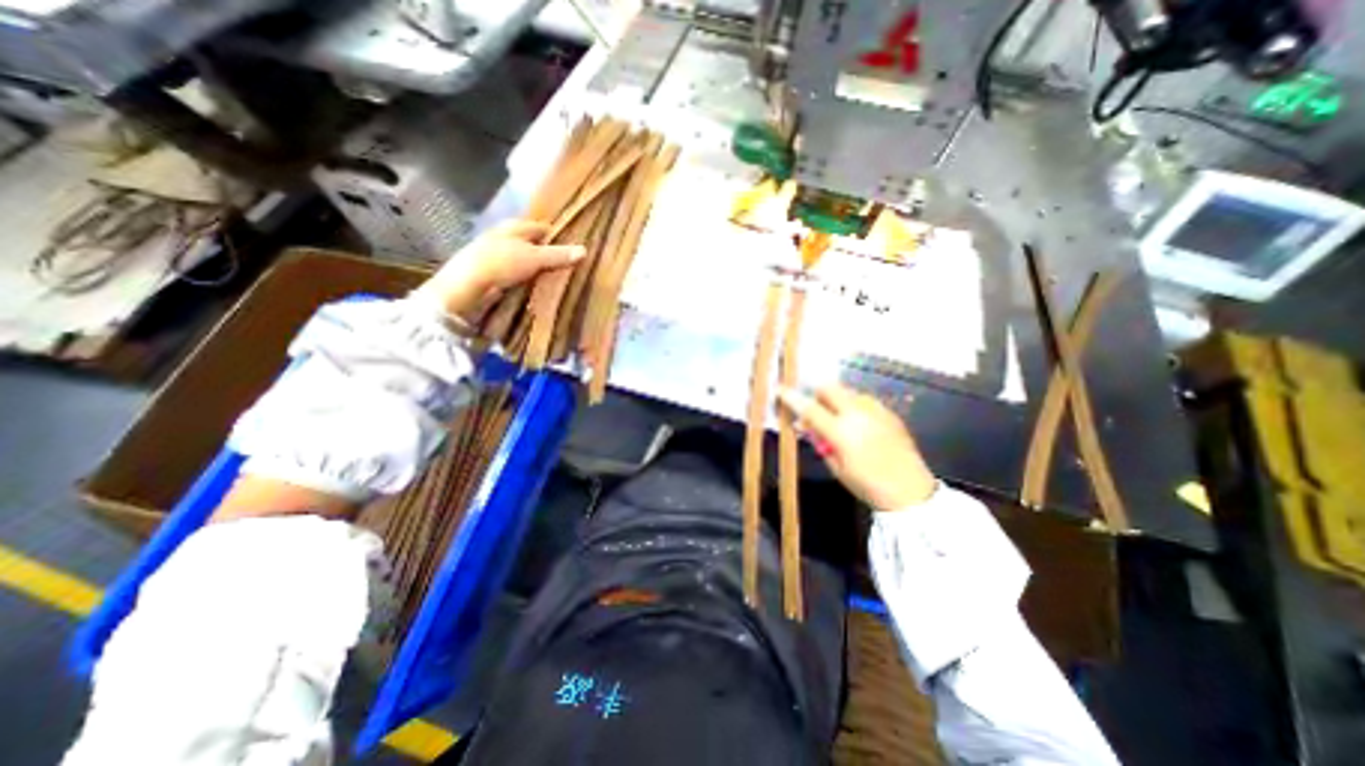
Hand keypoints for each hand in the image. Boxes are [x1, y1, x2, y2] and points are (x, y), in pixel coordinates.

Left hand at [409, 217, 579, 323]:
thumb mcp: (534, 258)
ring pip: (526, 259)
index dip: (558, 235)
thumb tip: (584, 250)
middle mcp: (506, 237)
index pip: (542, 228)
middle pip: (533, 243)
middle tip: (569, 264)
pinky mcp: (495, 273)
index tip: (574, 247)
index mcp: (514, 227)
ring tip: (558, 278)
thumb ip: (558, 255)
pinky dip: (529, 279)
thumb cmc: (501, 263)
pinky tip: (539, 286)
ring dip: (539, 268)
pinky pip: (519, 274)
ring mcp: (499, 256)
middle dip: (549, 252)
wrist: (468, 285)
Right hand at [780, 386, 938, 511]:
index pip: (810, 409)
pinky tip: (859, 425)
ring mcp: (877, 410)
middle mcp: (859, 414)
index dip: (792, 398)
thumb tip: (804, 425)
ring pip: (848, 392)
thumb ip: (819, 441)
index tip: (780, 390)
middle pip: (831, 388)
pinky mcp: (890, 412)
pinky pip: (865, 400)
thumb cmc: (867, 485)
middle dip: (818, 394)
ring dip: (837, 400)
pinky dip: (854, 406)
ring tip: (840, 420)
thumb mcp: (836, 467)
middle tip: (816, 411)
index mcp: (842, 432)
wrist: (911, 492)